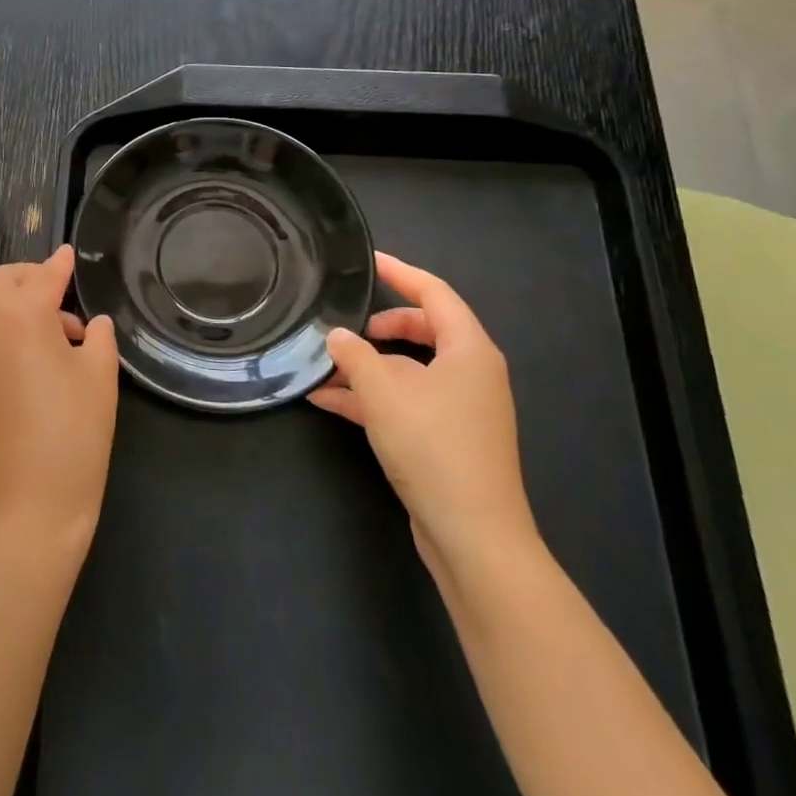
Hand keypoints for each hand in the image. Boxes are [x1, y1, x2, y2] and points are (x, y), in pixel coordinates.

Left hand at [0, 245, 119, 547]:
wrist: (29, 503)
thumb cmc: (74, 432)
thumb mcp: (99, 376)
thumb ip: (97, 336)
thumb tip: (91, 323)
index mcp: (20, 315)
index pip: (43, 276)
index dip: (60, 263)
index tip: (71, 253)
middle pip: (2, 281)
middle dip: (31, 276)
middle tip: (64, 291)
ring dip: (19, 301)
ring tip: (63, 331)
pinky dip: (8, 325)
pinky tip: (41, 354)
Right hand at [309, 253, 536, 573]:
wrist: (472, 535)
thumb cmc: (433, 446)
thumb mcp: (383, 391)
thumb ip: (355, 354)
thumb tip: (338, 336)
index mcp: (469, 350)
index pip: (435, 293)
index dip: (400, 272)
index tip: (367, 260)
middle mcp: (470, 372)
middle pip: (422, 330)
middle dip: (380, 326)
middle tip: (345, 324)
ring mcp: (459, 407)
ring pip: (408, 369)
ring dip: (367, 365)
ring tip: (322, 364)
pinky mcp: (445, 438)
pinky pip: (404, 401)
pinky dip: (371, 397)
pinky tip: (326, 400)